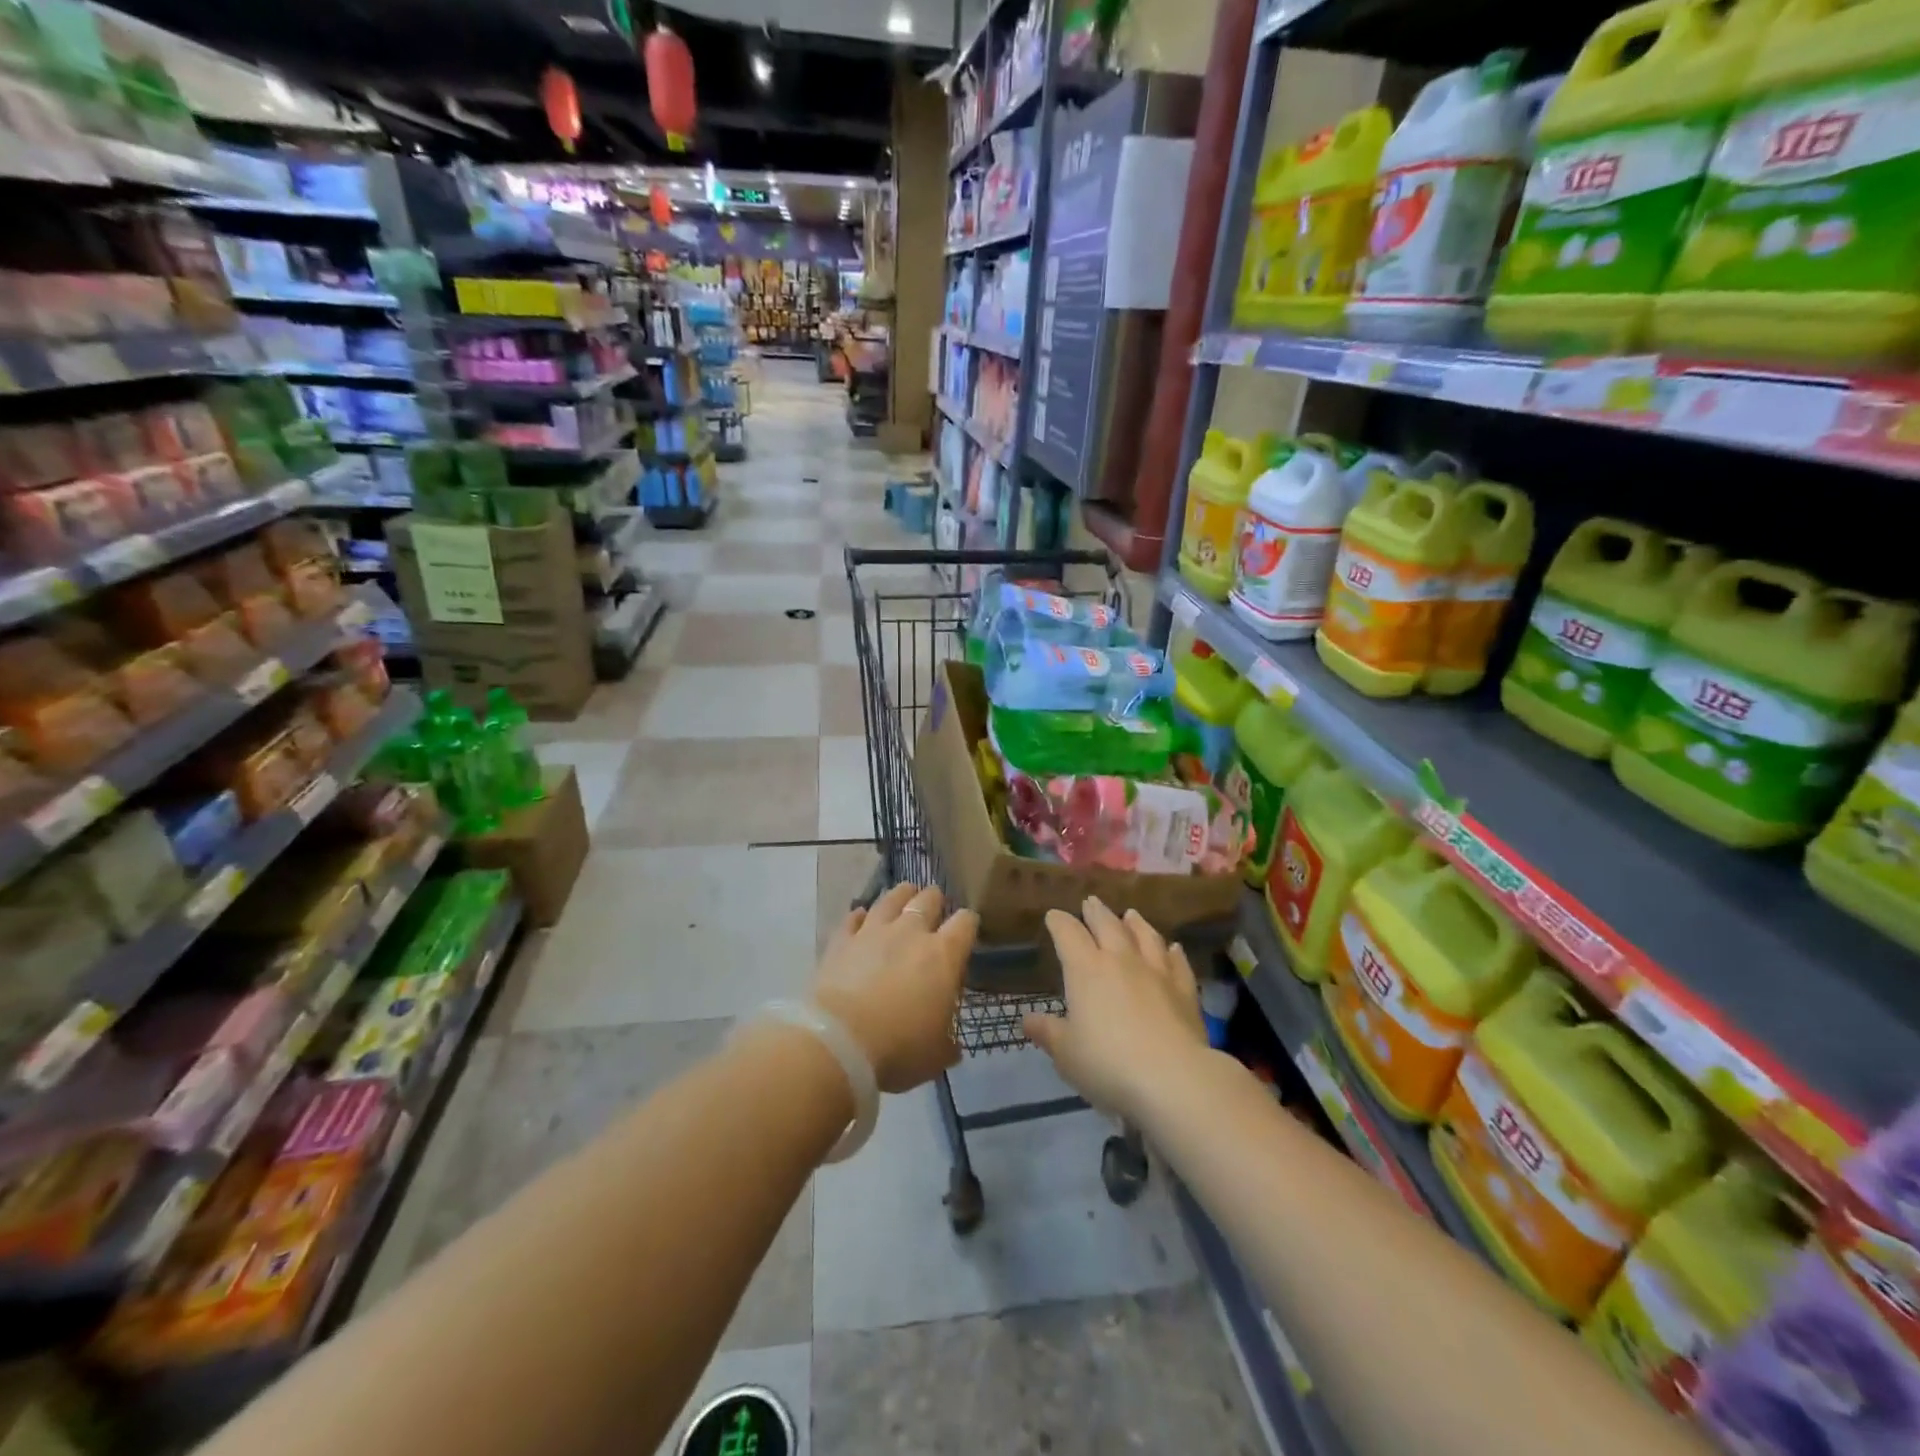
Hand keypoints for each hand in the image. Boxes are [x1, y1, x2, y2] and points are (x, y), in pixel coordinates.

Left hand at [814, 882, 977, 1092]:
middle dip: (935, 900)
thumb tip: (952, 1045)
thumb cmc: (899, 1048)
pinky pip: (853, 917)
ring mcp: (873, 931)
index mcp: (943, 955)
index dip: (969, 923)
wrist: (838, 1042)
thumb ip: (947, 1043)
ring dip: (901, 895)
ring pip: (891, 898)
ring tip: (905, 895)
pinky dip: (860, 916)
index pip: (966, 922)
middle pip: (929, 899)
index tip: (967, 930)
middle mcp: (911, 932)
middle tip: (935, 908)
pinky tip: (861, 917)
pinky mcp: (841, 940)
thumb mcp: (935, 1056)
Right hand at [1024, 897, 1208, 1120]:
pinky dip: (1173, 953)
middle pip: (1107, 926)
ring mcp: (1156, 972)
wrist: (1173, 1078)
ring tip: (1130, 914)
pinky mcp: (1184, 990)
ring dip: (1136, 923)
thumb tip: (1028, 1019)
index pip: (1068, 934)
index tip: (1054, 916)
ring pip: (1145, 937)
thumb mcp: (1066, 1054)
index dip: (1059, 922)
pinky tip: (1173, 948)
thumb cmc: (1108, 1064)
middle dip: (1096, 912)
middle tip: (1091, 902)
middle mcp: (1120, 960)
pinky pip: (1177, 963)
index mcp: (1086, 970)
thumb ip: (1048, 1033)